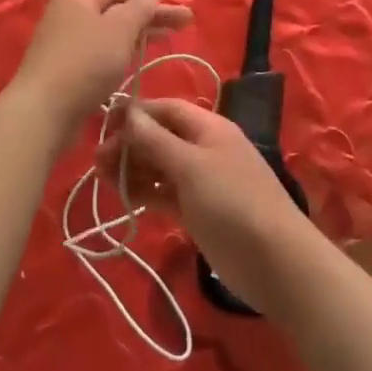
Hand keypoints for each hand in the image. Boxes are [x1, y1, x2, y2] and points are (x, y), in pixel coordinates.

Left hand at [12, 0, 190, 126]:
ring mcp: (62, 43)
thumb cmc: (85, 63)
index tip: (176, 10)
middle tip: (184, 25)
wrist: (43, 112)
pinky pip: (97, 54)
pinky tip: (132, 64)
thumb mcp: (119, 29)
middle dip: (149, 17)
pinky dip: (118, 54)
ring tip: (163, 43)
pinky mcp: (62, 69)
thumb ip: (140, 7)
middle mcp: (67, 15)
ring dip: (136, 36)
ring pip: (107, 33)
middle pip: (115, 10)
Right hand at [118, 98, 318, 314]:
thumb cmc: (233, 202)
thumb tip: (127, 112)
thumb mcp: (191, 166)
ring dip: (132, 168)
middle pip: (160, 137)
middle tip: (96, 160)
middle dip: (129, 143)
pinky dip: (145, 191)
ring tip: (101, 177)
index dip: (134, 113)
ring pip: (160, 166)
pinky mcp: (198, 211)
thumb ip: (156, 140)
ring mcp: (202, 181)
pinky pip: (165, 193)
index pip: (165, 109)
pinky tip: (124, 195)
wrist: (275, 261)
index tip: (101, 125)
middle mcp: (204, 148)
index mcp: (208, 127)